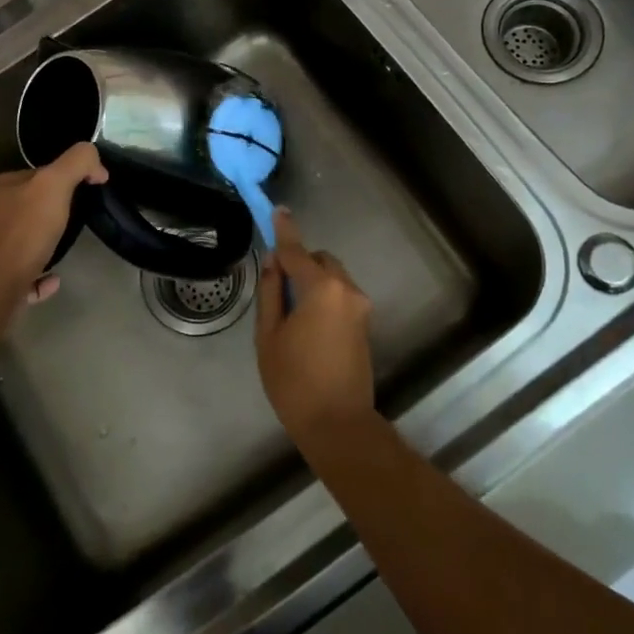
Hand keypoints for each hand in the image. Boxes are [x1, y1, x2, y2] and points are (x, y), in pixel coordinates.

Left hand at [0, 142, 107, 303]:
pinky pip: (11, 275)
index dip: (51, 186)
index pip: (21, 179)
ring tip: (59, 252)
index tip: (72, 199)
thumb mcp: (54, 185)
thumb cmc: (19, 233)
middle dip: (39, 218)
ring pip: (10, 244)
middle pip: (14, 211)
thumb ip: (77, 162)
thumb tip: (96, 167)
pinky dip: (32, 275)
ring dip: (35, 247)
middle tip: (66, 226)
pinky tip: (52, 279)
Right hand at [255, 209, 375, 447]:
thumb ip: (272, 292)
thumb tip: (273, 263)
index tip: (278, 210)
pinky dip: (323, 296)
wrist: (338, 423)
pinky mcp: (364, 324)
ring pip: (332, 277)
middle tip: (276, 285)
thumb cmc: (294, 381)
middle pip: (320, 260)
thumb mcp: (269, 335)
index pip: (296, 250)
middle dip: (299, 263)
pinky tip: (307, 323)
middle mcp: (346, 289)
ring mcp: (360, 307)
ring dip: (312, 280)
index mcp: (321, 288)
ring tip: (290, 311)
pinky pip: (340, 295)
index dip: (284, 230)